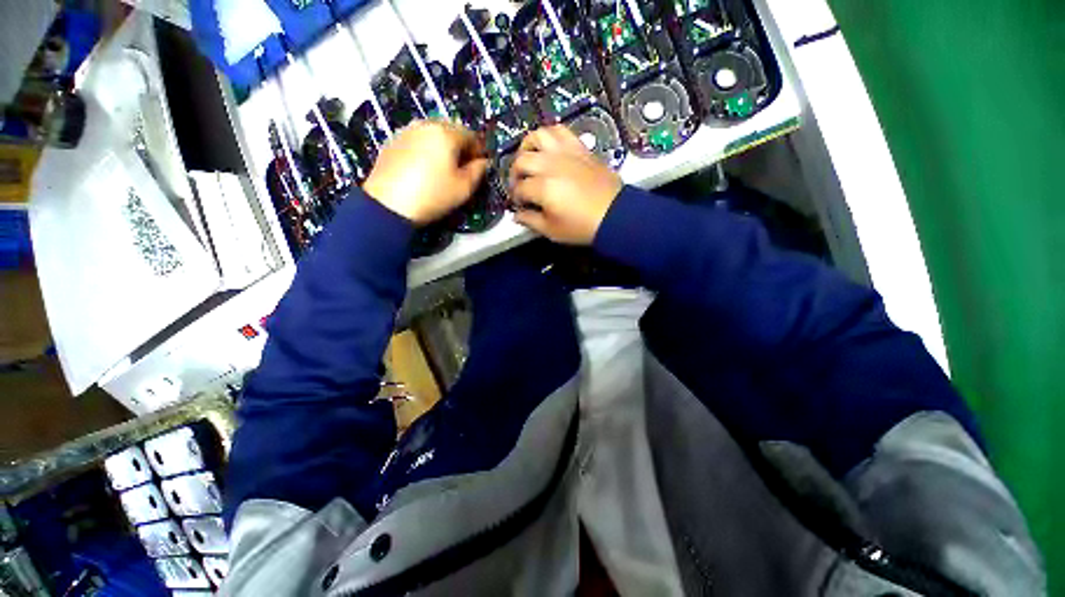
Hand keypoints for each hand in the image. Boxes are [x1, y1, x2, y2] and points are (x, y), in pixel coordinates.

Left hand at [363, 121, 489, 224]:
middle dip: (460, 146)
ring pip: (432, 133)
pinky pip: (416, 140)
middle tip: (462, 167)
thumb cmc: (433, 195)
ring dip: (442, 146)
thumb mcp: (463, 189)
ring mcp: (406, 132)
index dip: (478, 150)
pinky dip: (425, 149)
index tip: (479, 166)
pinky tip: (424, 168)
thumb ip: (478, 172)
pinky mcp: (392, 142)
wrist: (389, 204)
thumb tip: (483, 162)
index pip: (470, 135)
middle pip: (450, 129)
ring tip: (442, 168)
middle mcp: (425, 125)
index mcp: (446, 134)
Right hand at [508, 125, 622, 244]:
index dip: (516, 198)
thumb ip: (530, 221)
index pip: (520, 188)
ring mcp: (566, 153)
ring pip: (538, 136)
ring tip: (529, 160)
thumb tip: (517, 215)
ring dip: (527, 147)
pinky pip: (560, 131)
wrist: (615, 215)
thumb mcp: (553, 231)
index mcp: (543, 187)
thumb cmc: (583, 226)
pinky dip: (550, 136)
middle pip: (522, 161)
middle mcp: (551, 165)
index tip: (520, 206)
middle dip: (515, 174)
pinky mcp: (579, 149)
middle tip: (520, 186)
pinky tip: (548, 148)